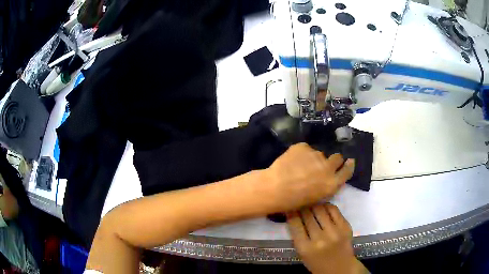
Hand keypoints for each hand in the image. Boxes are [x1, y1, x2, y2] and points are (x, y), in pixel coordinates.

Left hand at [265, 143, 353, 212]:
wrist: (274, 188)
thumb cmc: (293, 200)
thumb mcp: (315, 199)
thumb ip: (326, 186)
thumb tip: (328, 177)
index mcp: (332, 183)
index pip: (347, 171)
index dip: (349, 165)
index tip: (349, 161)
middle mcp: (328, 168)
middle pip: (337, 157)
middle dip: (333, 160)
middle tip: (323, 164)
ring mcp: (316, 155)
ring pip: (319, 154)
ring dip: (314, 158)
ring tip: (300, 166)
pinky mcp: (303, 147)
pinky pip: (305, 149)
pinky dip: (301, 154)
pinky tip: (291, 161)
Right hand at [287, 204, 367, 273]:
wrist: (340, 268)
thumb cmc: (316, 262)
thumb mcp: (302, 253)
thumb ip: (297, 235)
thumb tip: (293, 214)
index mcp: (305, 248)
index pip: (295, 223)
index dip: (291, 212)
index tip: (290, 207)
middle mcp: (320, 239)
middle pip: (307, 214)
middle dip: (301, 207)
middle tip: (300, 204)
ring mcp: (335, 232)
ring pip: (320, 209)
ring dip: (313, 205)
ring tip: (311, 205)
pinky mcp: (345, 226)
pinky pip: (333, 209)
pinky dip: (326, 206)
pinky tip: (323, 208)